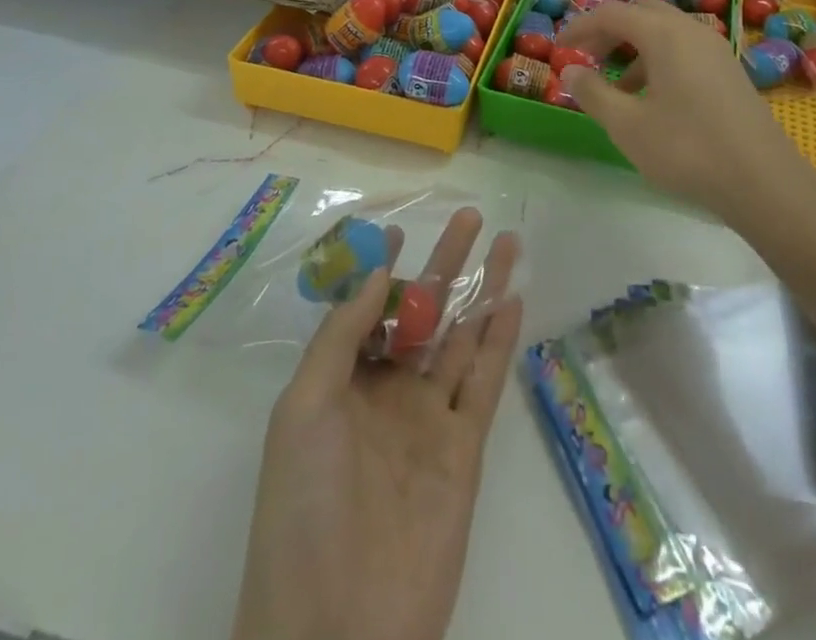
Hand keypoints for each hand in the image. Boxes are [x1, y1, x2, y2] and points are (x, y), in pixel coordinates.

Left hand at [232, 210, 522, 639]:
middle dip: (446, 263)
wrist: (338, 629)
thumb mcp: (303, 408)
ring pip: (460, 336)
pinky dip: (499, 340)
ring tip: (505, 243)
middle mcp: (387, 391)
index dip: (385, 268)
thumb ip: (341, 336)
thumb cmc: (303, 508)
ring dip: (482, 289)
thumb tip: (374, 273)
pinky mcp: (464, 448)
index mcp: (342, 381)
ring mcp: (428, 418)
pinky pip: (485, 381)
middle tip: (470, 217)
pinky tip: (512, 301)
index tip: (402, 229)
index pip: (369, 308)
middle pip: (423, 312)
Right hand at [558, 0, 815, 222]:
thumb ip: (593, 93)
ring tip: (617, 88)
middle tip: (587, 57)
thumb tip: (571, 70)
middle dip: (609, 31)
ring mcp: (715, 50)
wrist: (765, 182)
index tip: (559, 48)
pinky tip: (653, 101)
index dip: (581, 26)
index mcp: (664, 34)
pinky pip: (684, 50)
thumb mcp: (628, 126)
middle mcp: (691, 30)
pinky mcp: (729, 71)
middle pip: (642, 13)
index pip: (612, 13)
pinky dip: (659, 60)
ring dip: (634, 48)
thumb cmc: (688, 149)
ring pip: (665, 32)